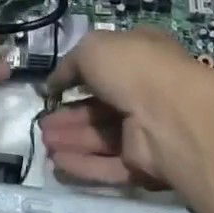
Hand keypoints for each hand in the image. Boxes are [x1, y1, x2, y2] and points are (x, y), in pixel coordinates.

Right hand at [39, 28, 213, 194]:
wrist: (170, 113)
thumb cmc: (131, 67)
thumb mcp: (91, 48)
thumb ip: (69, 64)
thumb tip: (55, 83)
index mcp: (140, 55)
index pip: (106, 65)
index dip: (78, 76)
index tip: (54, 88)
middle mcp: (145, 90)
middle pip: (100, 106)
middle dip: (69, 115)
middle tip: (42, 123)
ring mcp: (147, 128)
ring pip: (102, 136)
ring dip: (72, 139)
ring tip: (43, 143)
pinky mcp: (145, 163)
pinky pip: (109, 164)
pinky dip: (83, 164)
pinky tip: (57, 163)